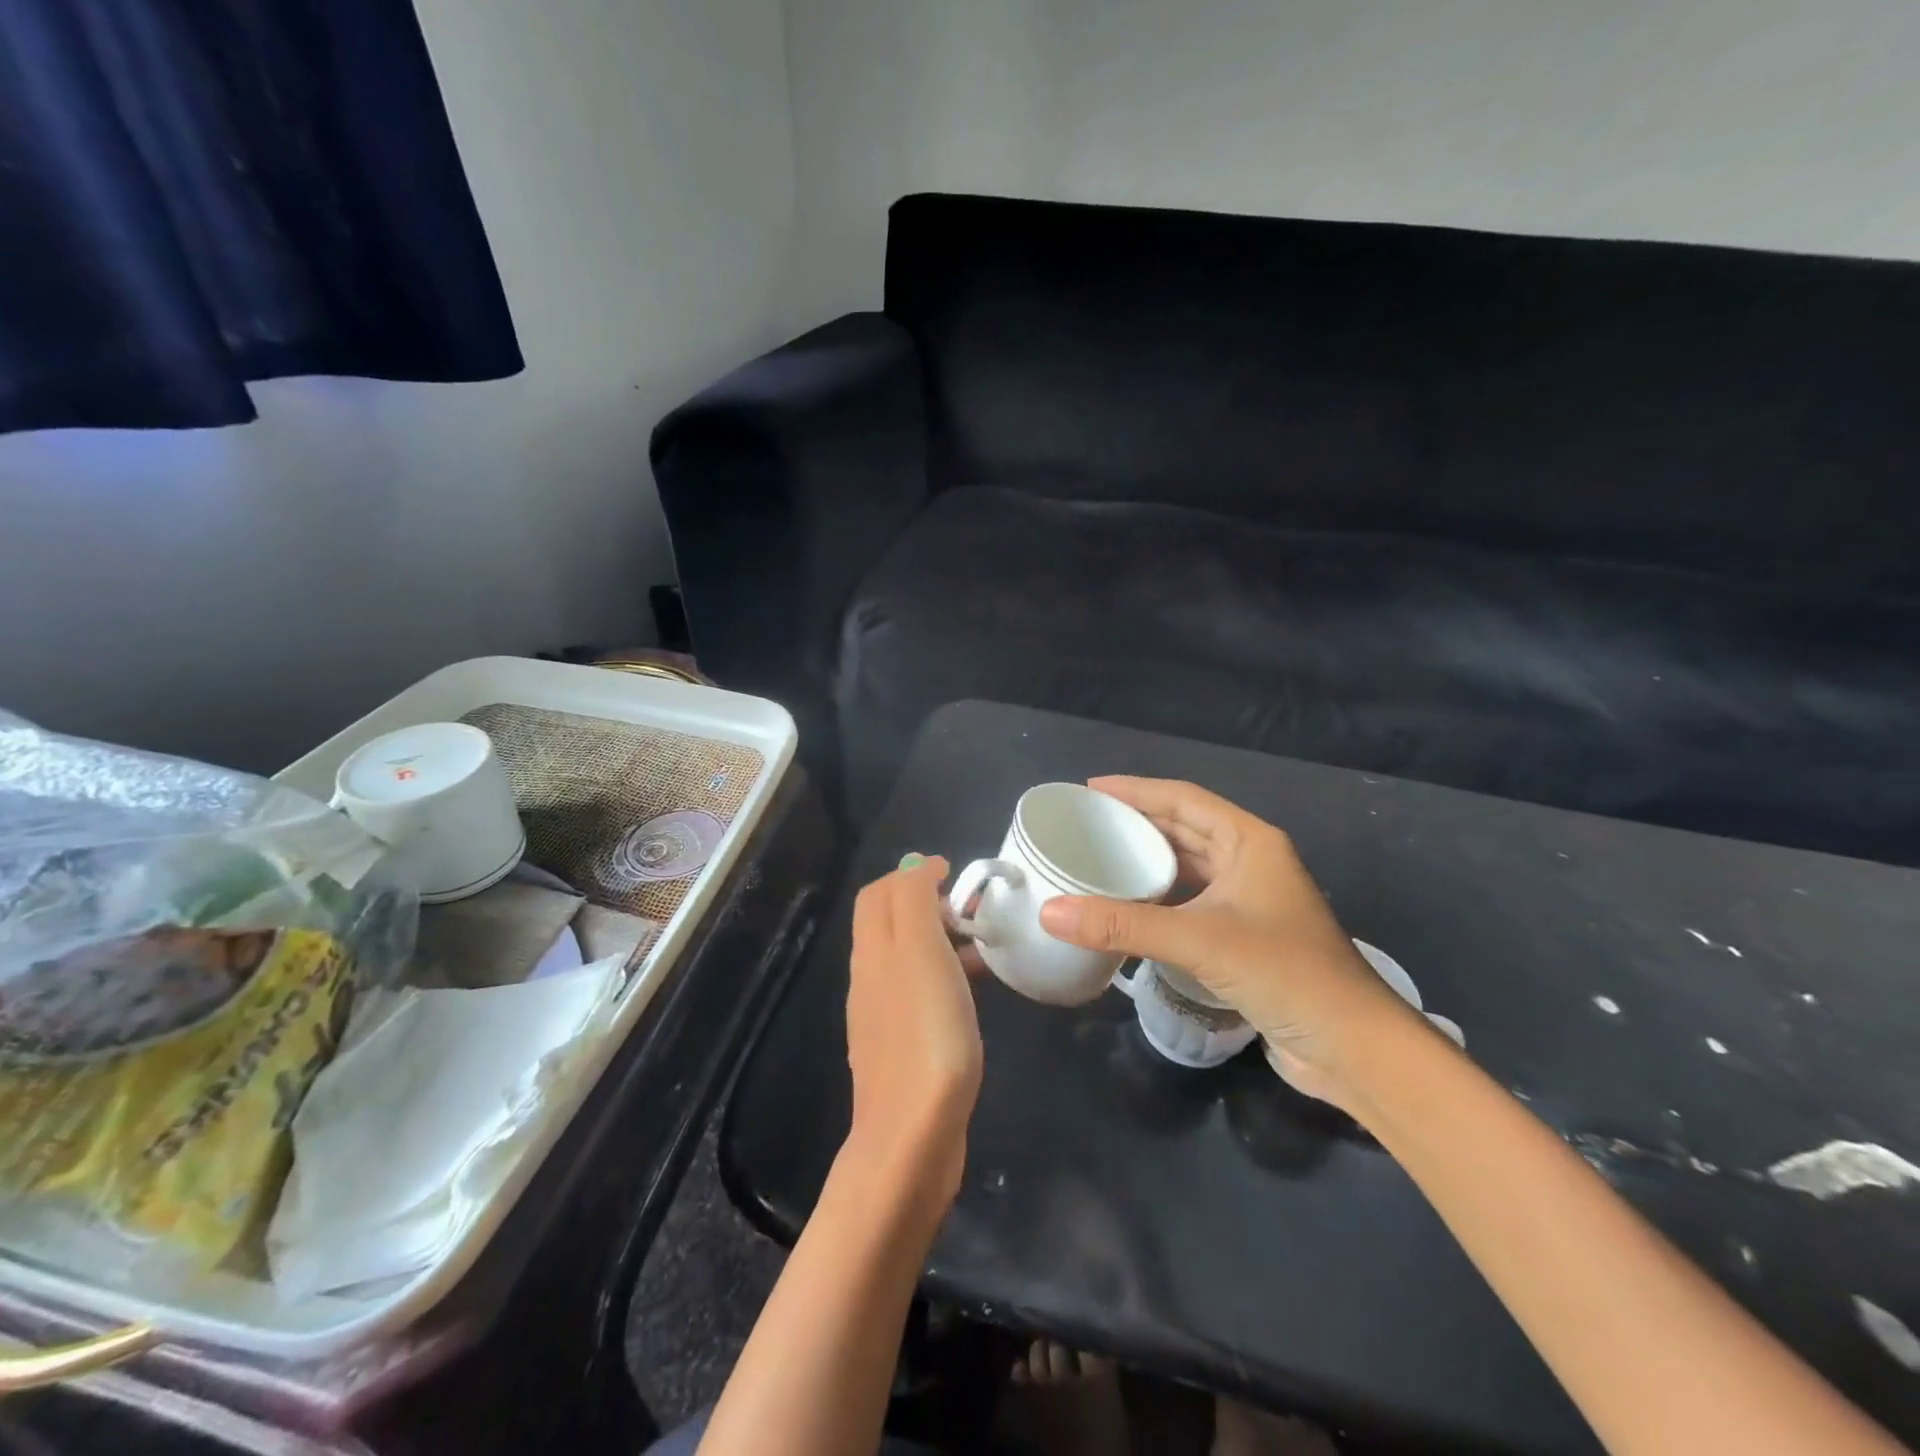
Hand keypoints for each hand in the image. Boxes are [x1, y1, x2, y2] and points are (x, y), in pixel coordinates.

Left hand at [844, 855, 983, 1211]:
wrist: (913, 1136)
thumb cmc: (925, 1032)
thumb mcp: (919, 949)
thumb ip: (913, 900)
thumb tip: (917, 868)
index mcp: (872, 951)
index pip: (878, 893)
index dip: (912, 874)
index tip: (955, 875)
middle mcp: (869, 978)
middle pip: (889, 923)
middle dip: (926, 904)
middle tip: (972, 912)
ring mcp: (883, 1017)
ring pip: (907, 958)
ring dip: (939, 941)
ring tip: (981, 948)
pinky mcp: (903, 1048)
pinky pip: (919, 994)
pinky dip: (943, 977)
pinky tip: (972, 996)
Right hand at [1037, 777, 1424, 1107]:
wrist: (1354, 1048)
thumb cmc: (1285, 973)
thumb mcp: (1199, 940)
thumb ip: (1123, 925)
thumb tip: (1049, 911)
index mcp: (1250, 842)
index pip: (1184, 799)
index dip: (1136, 790)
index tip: (1090, 790)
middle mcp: (1251, 863)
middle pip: (1185, 829)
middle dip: (1138, 823)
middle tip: (1086, 825)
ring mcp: (1250, 902)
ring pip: (1189, 868)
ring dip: (1148, 862)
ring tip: (1098, 859)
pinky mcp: (1245, 938)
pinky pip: (1191, 903)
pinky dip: (1159, 900)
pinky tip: (1128, 909)